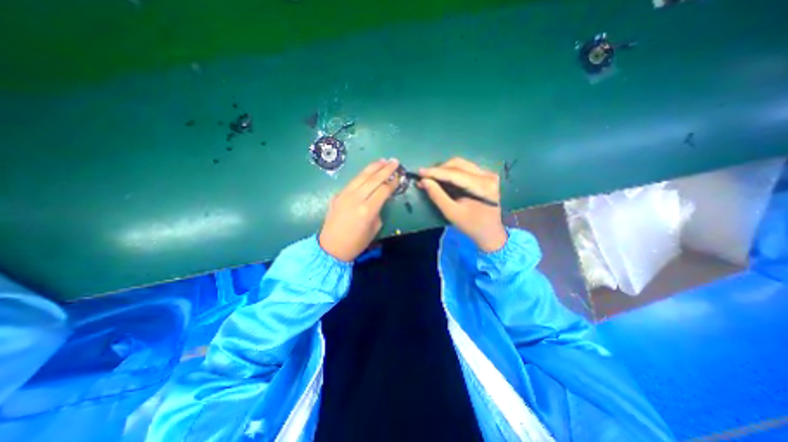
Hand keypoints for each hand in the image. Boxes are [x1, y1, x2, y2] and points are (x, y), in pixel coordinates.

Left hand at [318, 159, 400, 262]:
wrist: (331, 247)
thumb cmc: (356, 243)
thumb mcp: (374, 229)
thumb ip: (378, 211)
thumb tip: (379, 200)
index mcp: (367, 210)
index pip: (383, 190)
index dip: (393, 183)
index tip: (399, 177)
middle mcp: (356, 199)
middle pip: (374, 179)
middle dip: (386, 169)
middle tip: (395, 161)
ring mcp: (345, 195)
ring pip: (361, 176)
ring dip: (373, 167)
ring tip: (383, 161)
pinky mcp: (338, 195)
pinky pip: (353, 182)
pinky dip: (362, 175)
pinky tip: (368, 172)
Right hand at [419, 158, 503, 251]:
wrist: (491, 233)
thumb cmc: (472, 226)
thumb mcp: (452, 213)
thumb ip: (437, 196)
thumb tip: (424, 181)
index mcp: (483, 186)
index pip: (455, 174)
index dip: (435, 172)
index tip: (419, 172)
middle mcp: (488, 175)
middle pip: (458, 164)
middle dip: (439, 169)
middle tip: (425, 178)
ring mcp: (488, 174)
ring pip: (461, 164)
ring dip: (444, 170)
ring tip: (431, 178)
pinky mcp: (486, 176)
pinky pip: (465, 169)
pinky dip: (451, 172)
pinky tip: (442, 179)